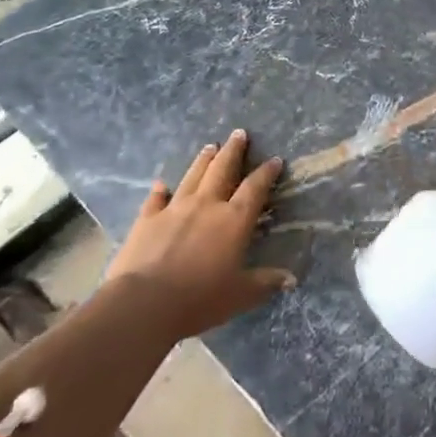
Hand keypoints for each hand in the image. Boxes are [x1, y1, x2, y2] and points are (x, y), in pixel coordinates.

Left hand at [107, 128, 292, 337]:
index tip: (275, 160)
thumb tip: (291, 279)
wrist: (143, 303)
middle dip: (233, 150)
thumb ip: (265, 282)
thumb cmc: (199, 299)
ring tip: (210, 146)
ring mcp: (174, 209)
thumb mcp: (240, 295)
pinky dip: (160, 190)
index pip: (255, 188)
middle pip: (222, 169)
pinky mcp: (147, 219)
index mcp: (234, 220)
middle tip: (239, 133)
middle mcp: (207, 205)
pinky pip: (156, 199)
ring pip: (193, 176)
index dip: (266, 172)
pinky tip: (161, 184)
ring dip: (203, 160)